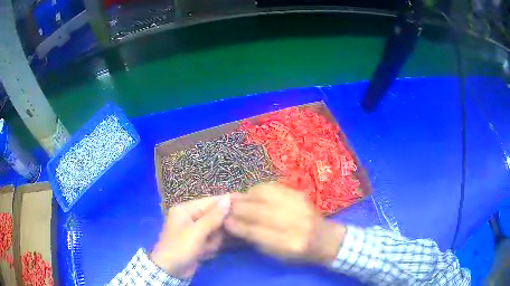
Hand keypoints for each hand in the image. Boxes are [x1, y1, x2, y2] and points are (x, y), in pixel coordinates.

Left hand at [150, 195, 230, 278]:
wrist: (170, 270)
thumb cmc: (180, 247)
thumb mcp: (197, 232)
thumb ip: (213, 217)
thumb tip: (227, 199)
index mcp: (185, 210)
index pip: (209, 202)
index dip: (225, 201)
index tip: (243, 200)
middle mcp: (190, 217)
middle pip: (213, 216)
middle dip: (219, 227)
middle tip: (221, 234)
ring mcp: (194, 230)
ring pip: (215, 229)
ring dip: (214, 240)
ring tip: (206, 247)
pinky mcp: (198, 242)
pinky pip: (211, 239)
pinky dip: (211, 246)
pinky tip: (204, 252)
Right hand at [225, 183, 345, 263]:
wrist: (323, 237)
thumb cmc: (298, 251)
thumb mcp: (276, 254)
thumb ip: (254, 239)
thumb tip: (232, 224)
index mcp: (288, 243)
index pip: (254, 232)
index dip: (235, 225)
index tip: (223, 221)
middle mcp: (293, 222)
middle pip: (256, 211)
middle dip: (236, 208)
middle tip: (225, 208)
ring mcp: (297, 205)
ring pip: (262, 194)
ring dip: (246, 196)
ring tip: (239, 200)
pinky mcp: (298, 193)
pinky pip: (271, 186)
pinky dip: (258, 190)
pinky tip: (253, 195)